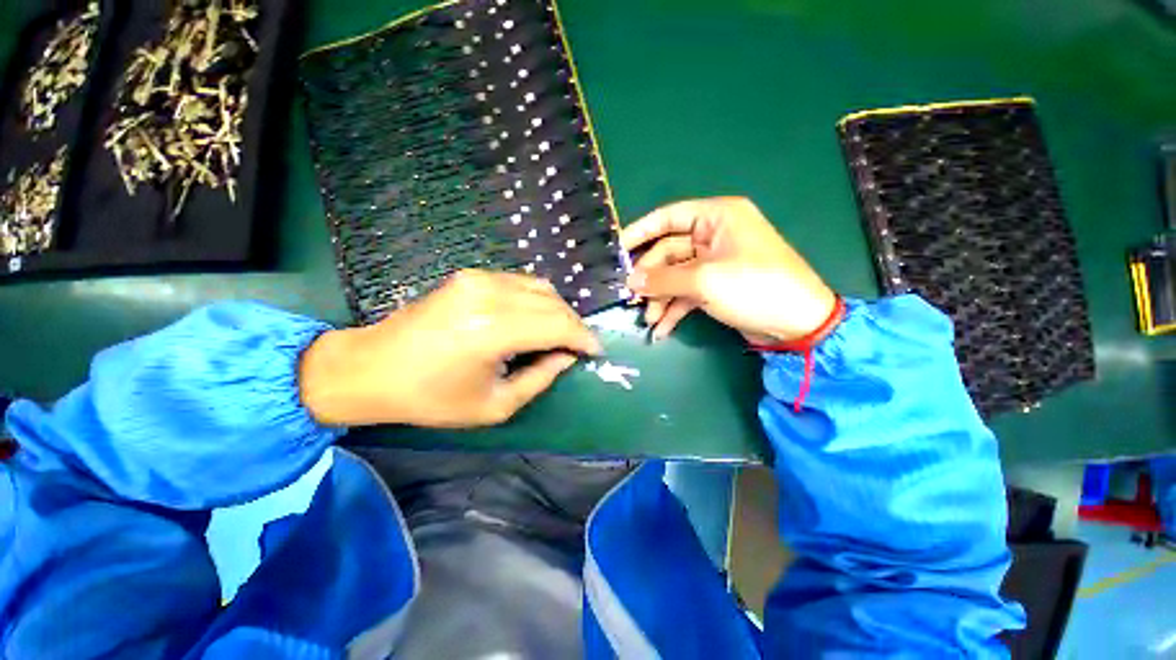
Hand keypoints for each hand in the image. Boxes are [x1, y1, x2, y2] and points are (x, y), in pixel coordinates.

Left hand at [299, 270, 601, 427]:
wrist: (372, 367)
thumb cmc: (431, 398)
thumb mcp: (495, 405)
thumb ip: (540, 378)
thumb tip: (567, 357)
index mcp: (493, 331)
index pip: (559, 325)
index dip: (584, 338)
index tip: (596, 352)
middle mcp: (490, 295)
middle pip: (554, 303)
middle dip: (574, 325)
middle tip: (579, 347)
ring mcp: (479, 279)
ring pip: (541, 287)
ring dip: (558, 310)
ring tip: (560, 335)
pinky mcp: (471, 275)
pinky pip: (521, 283)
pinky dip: (537, 300)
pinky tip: (535, 319)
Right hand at [622, 197, 835, 343]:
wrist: (798, 324)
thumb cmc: (754, 287)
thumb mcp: (704, 280)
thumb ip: (663, 279)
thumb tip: (631, 281)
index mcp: (716, 218)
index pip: (669, 217)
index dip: (641, 231)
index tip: (617, 249)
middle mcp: (714, 237)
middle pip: (668, 252)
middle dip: (651, 278)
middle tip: (633, 298)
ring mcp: (714, 264)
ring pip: (675, 276)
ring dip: (660, 298)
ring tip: (648, 320)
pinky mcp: (716, 288)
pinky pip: (686, 293)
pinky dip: (673, 309)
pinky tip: (661, 329)